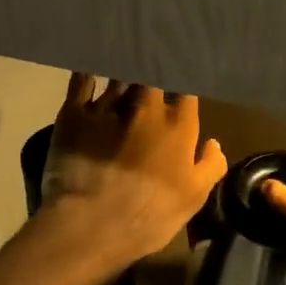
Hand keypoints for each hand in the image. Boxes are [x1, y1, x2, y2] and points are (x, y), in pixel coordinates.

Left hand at [40, 74, 227, 267]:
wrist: (89, 226)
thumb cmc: (149, 215)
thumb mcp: (193, 198)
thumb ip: (210, 165)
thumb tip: (212, 143)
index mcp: (177, 124)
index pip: (185, 88)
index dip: (182, 81)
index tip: (179, 81)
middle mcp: (144, 106)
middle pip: (151, 74)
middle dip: (152, 68)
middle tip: (150, 66)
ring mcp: (106, 107)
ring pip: (119, 74)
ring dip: (122, 68)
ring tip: (123, 58)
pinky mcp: (73, 113)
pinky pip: (82, 80)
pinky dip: (88, 70)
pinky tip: (90, 65)